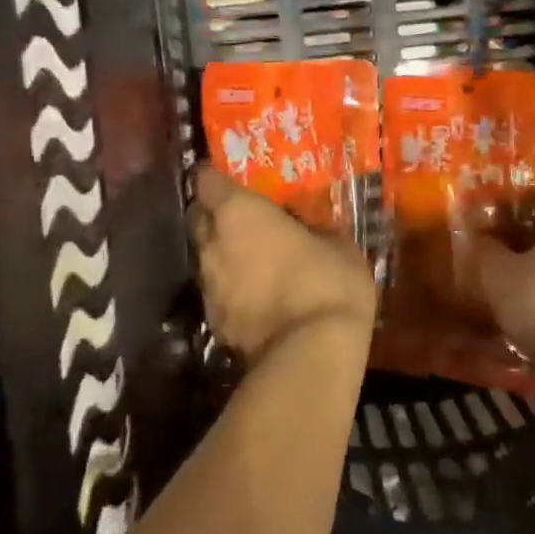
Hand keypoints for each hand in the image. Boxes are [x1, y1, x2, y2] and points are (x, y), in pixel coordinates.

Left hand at [187, 167, 375, 364]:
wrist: (310, 354)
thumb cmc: (326, 282)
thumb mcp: (337, 244)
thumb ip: (313, 229)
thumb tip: (309, 229)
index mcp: (238, 212)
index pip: (206, 181)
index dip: (215, 179)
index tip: (231, 182)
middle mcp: (212, 243)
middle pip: (197, 218)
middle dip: (213, 216)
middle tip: (242, 220)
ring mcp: (208, 285)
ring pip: (204, 258)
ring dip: (221, 255)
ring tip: (250, 261)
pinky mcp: (212, 322)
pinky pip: (216, 293)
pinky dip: (229, 291)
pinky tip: (254, 298)